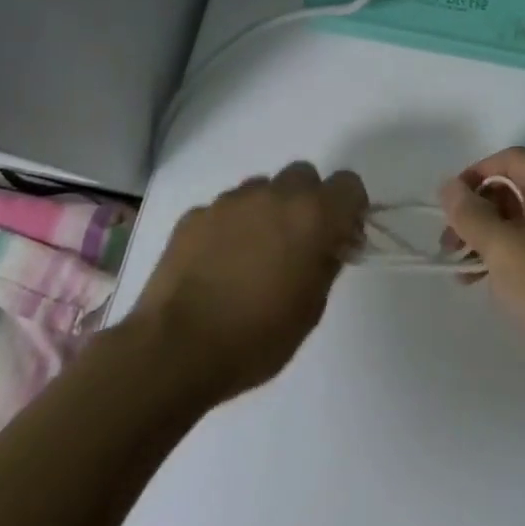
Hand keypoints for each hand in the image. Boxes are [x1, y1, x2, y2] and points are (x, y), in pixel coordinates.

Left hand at [132, 161, 366, 403]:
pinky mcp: (195, 214)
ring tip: (252, 256)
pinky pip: (225, 210)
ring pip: (262, 189)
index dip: (349, 208)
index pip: (349, 184)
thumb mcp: (311, 309)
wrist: (175, 349)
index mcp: (312, 215)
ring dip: (267, 211)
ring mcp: (230, 201)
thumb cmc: (257, 336)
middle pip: (303, 176)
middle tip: (297, 243)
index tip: (340, 237)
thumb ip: (327, 263)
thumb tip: (329, 244)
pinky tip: (217, 265)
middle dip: (307, 202)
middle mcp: (274, 195)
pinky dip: (230, 228)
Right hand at [439, 147, 524, 378]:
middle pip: (517, 188)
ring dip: (491, 238)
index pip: (510, 159)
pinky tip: (493, 283)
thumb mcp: (500, 246)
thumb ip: (469, 212)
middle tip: (451, 244)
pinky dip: (513, 255)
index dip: (474, 175)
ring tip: (464, 271)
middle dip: (479, 213)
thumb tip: (449, 186)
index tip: (449, 205)